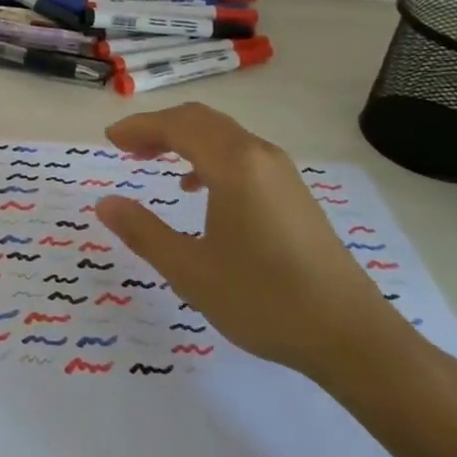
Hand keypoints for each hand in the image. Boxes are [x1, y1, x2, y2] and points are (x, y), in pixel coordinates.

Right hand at [92, 103, 414, 384]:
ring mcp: (282, 173)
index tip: (109, 140)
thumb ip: (142, 232)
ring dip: (184, 138)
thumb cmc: (264, 300)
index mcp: (233, 165)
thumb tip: (105, 203)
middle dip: (159, 126)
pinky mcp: (294, 193)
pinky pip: (242, 153)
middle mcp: (259, 156)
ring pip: (223, 134)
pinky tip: (198, 188)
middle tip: (126, 147)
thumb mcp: (190, 271)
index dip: (138, 127)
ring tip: (153, 161)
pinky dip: (209, 155)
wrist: (351, 336)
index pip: (176, 126)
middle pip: (200, 120)